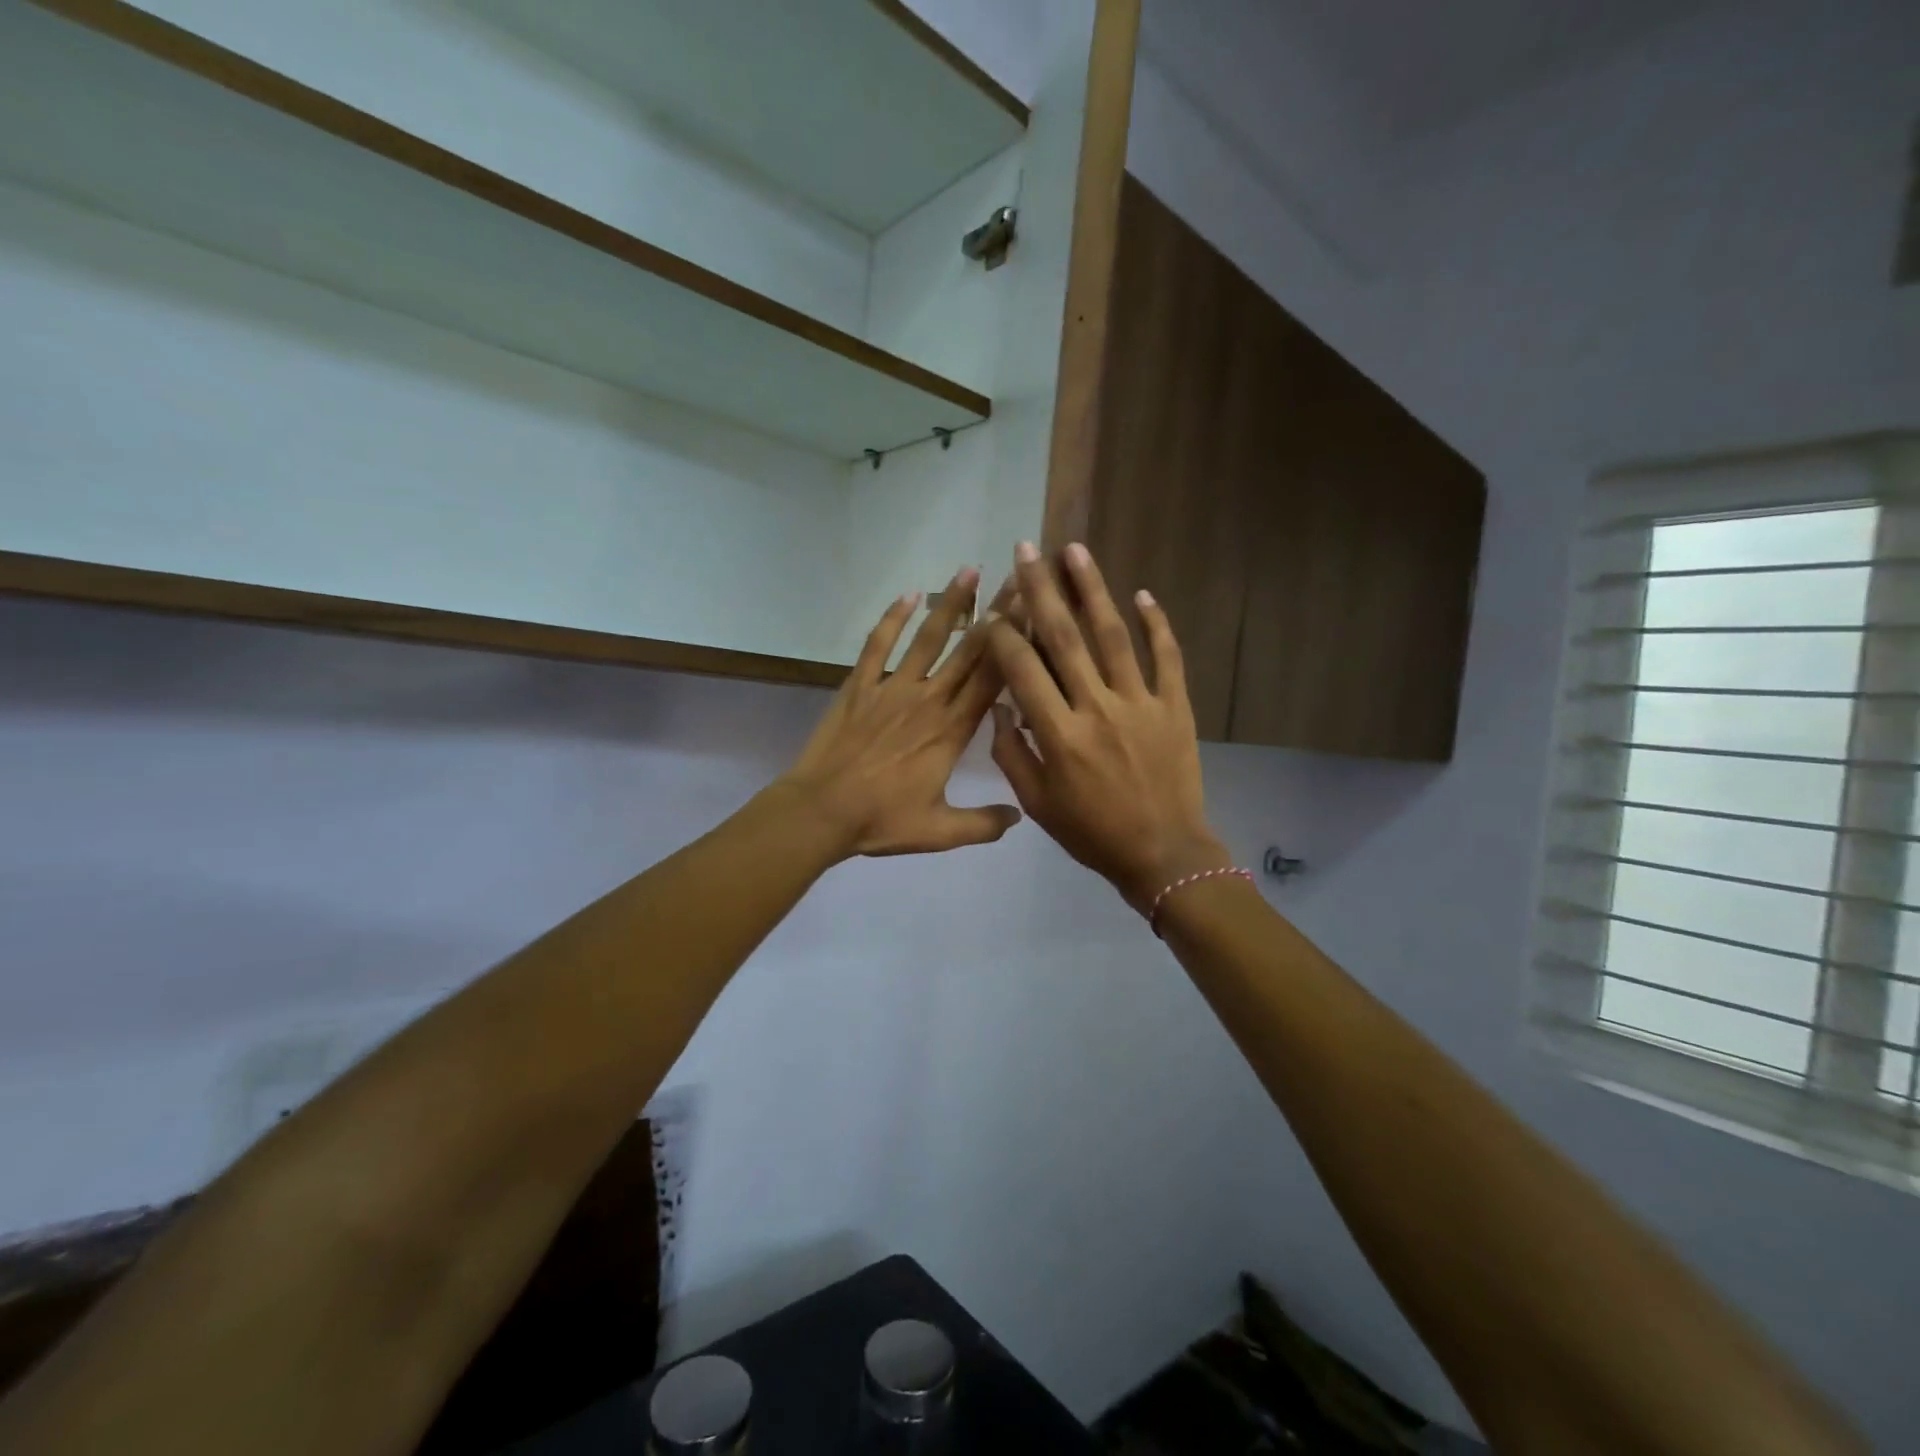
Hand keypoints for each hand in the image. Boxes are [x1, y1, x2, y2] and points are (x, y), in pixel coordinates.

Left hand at [778, 568, 1020, 858]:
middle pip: (970, 649)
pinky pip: (878, 644)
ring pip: (928, 638)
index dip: (1016, 645)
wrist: (822, 811)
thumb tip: (1020, 815)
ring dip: (950, 603)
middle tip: (1017, 578)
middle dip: (997, 613)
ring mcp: (892, 688)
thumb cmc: (882, 820)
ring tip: (969, 570)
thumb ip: (983, 823)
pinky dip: (892, 618)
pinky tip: (907, 595)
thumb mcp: (940, 831)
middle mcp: (929, 700)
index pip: (994, 679)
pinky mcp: (860, 686)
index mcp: (953, 730)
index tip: (1036, 614)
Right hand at [987, 543, 1228, 911]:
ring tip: (1075, 550)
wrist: (1163, 853)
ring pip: (1113, 635)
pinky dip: (1157, 624)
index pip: (1023, 669)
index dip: (1003, 635)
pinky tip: (1143, 593)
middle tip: (1027, 549)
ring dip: (1093, 589)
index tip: (991, 610)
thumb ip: (1013, 753)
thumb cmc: (1092, 833)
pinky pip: (1167, 657)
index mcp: (1059, 734)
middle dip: (1041, 589)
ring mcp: (1140, 703)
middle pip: (1065, 637)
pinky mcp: (1174, 706)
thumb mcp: (1038, 803)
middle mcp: (1097, 708)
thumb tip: (1001, 707)